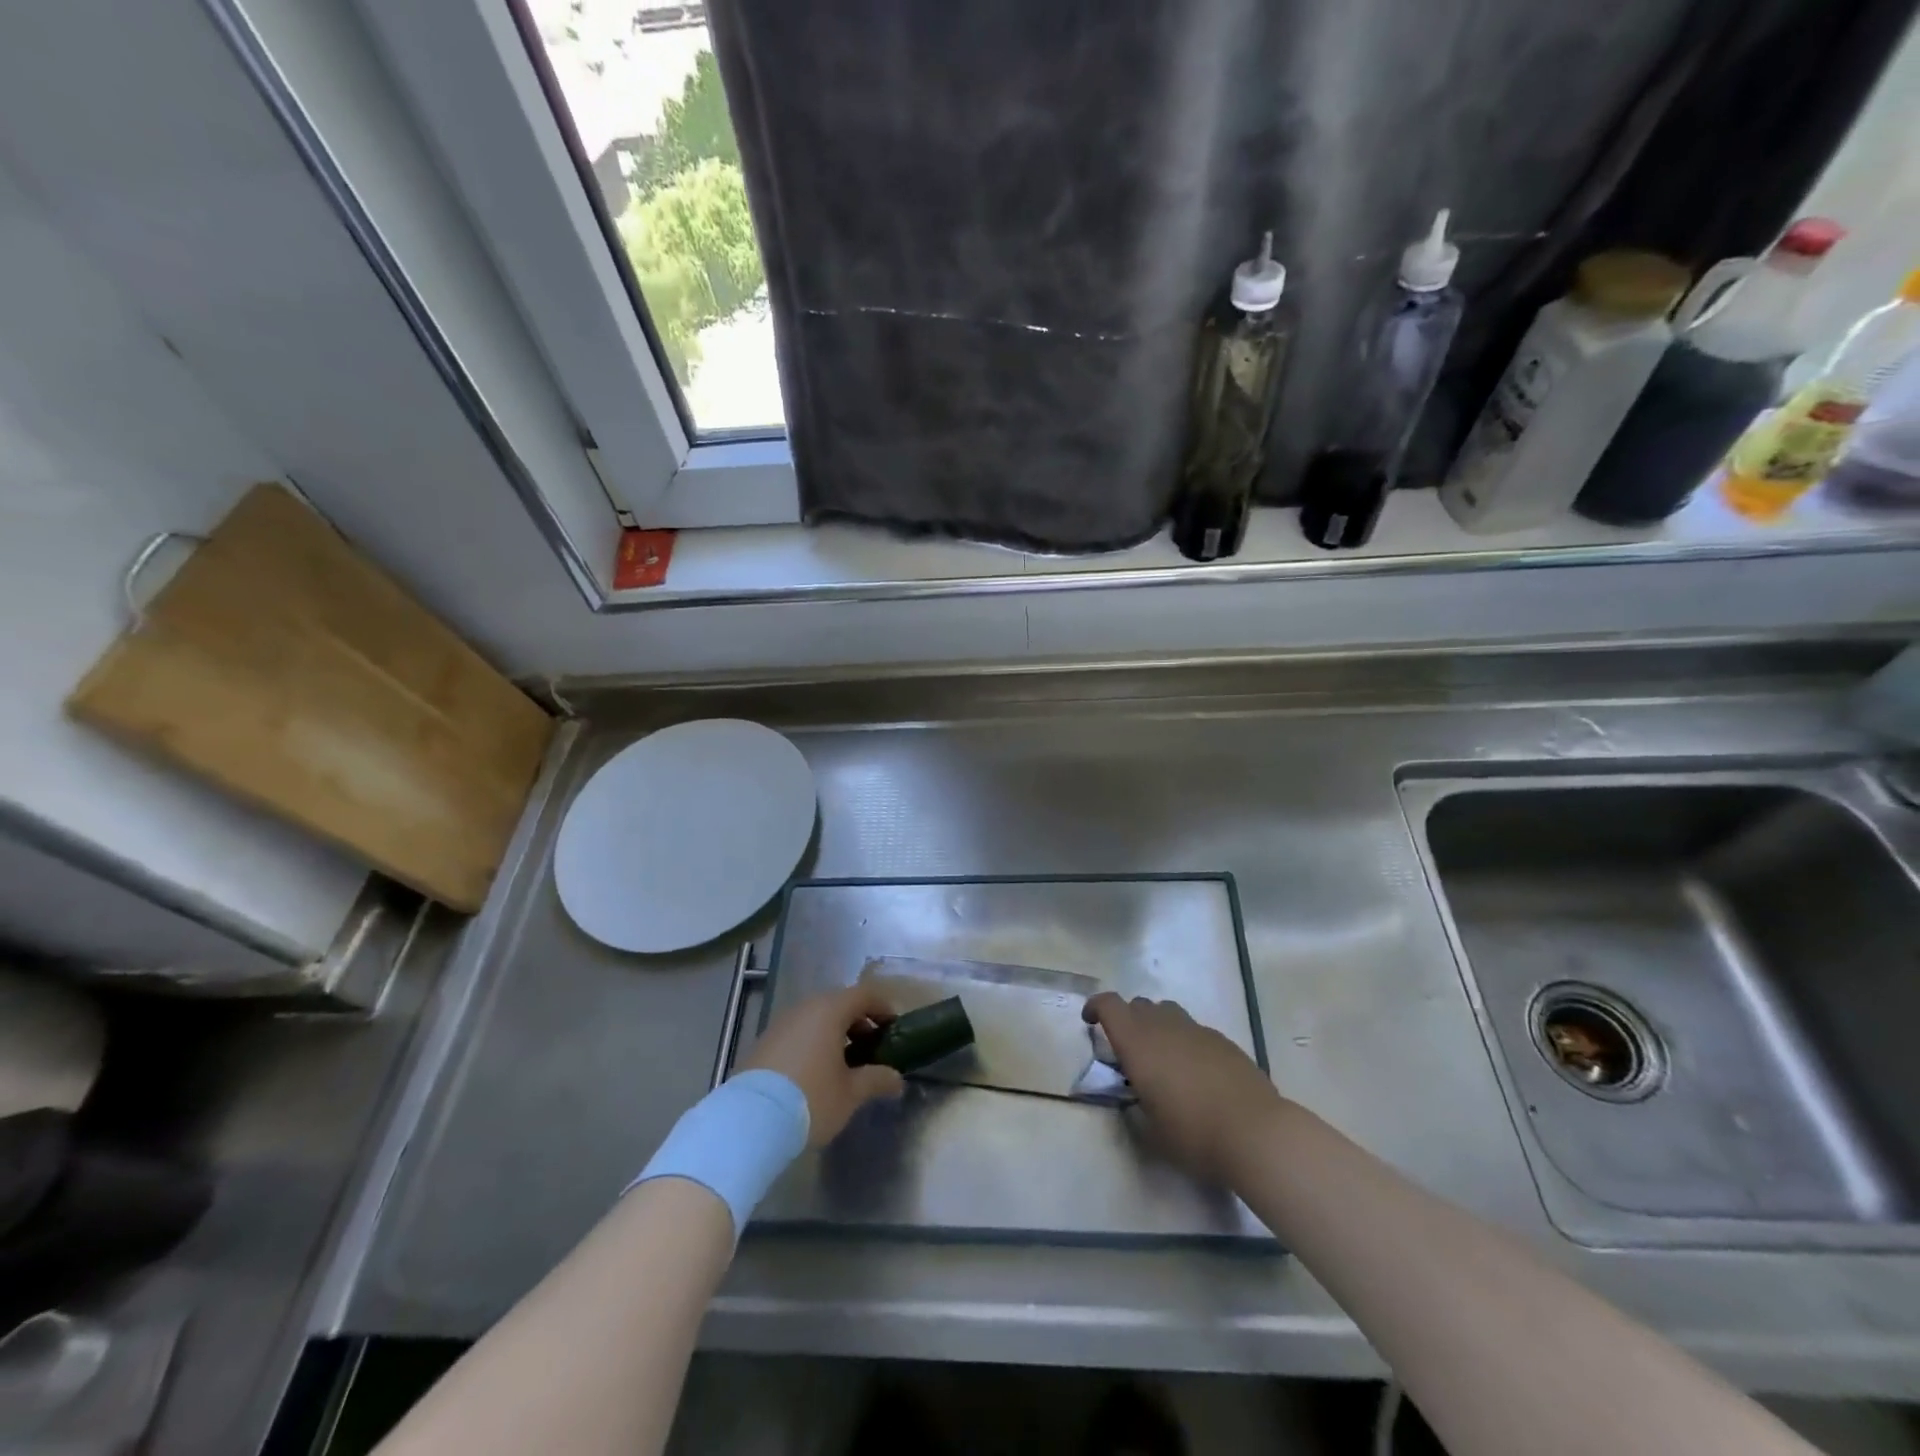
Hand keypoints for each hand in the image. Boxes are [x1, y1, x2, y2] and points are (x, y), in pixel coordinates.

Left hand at [741, 985, 904, 1145]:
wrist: (749, 1122)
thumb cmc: (811, 1099)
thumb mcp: (851, 1093)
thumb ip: (877, 1079)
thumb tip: (896, 1078)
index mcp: (829, 1010)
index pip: (864, 994)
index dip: (883, 1008)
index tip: (894, 1029)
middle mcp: (804, 1008)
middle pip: (839, 1003)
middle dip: (859, 1023)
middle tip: (872, 1050)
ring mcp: (781, 1023)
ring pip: (816, 1018)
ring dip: (835, 1034)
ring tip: (844, 1065)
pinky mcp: (764, 1042)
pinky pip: (798, 1033)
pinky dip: (813, 1043)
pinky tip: (815, 1072)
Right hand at [1082, 992, 1284, 1182]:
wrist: (1256, 1132)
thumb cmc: (1194, 1134)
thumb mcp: (1152, 1131)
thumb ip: (1137, 1106)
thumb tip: (1136, 1096)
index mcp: (1138, 1043)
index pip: (1109, 1004)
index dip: (1096, 1007)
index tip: (1090, 1022)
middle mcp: (1164, 1026)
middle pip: (1138, 1005)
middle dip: (1127, 1020)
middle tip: (1129, 1053)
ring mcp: (1197, 1030)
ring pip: (1167, 1012)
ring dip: (1157, 1026)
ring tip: (1163, 1059)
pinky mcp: (1223, 1040)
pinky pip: (1194, 1030)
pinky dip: (1185, 1041)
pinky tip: (1196, 1073)